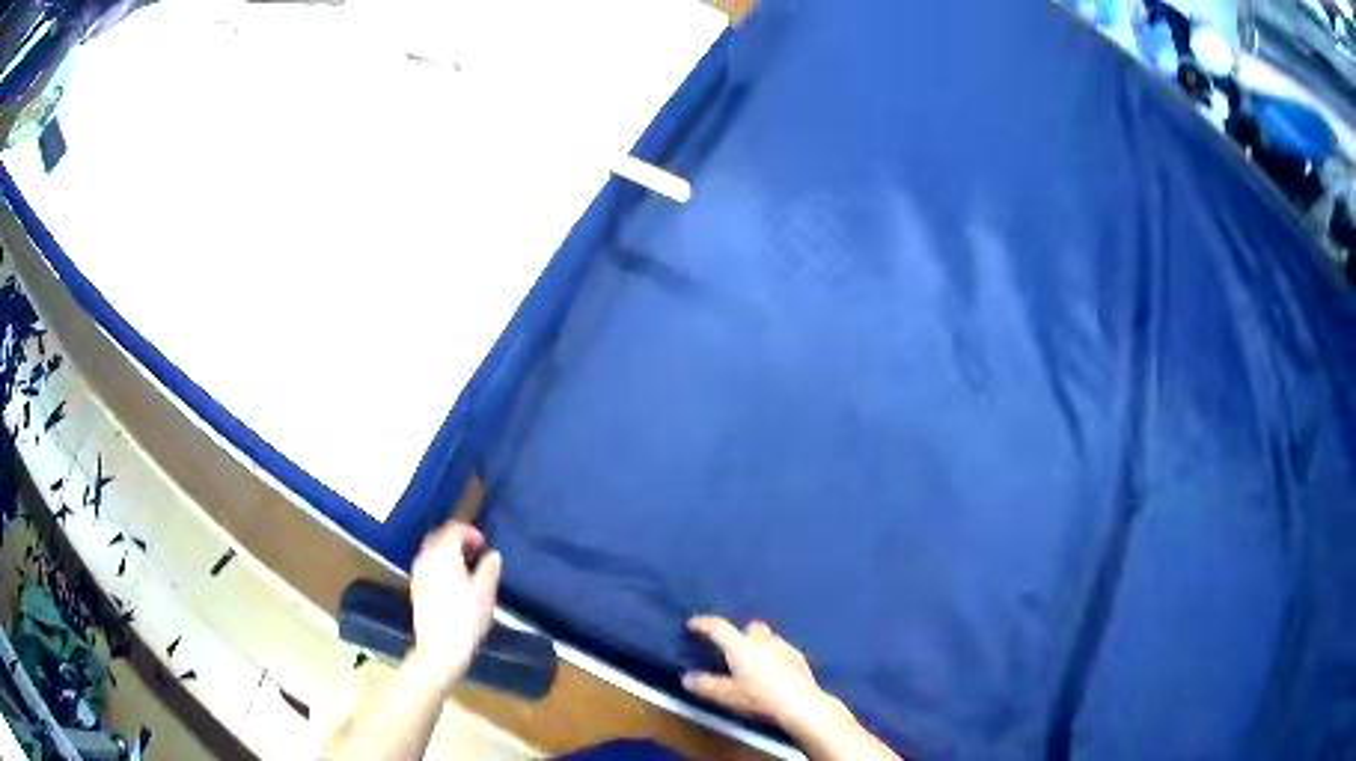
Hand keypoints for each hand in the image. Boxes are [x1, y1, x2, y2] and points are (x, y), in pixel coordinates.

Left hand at [407, 522, 501, 689]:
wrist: (440, 648)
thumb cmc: (466, 618)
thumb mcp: (485, 592)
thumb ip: (489, 569)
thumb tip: (492, 556)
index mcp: (443, 553)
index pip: (453, 530)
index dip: (470, 532)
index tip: (484, 544)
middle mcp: (426, 558)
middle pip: (438, 537)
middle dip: (456, 540)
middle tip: (475, 551)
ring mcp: (418, 574)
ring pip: (431, 552)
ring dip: (447, 553)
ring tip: (467, 568)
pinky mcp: (416, 589)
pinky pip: (428, 566)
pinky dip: (440, 565)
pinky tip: (454, 583)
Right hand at [682, 616, 838, 732]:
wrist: (800, 703)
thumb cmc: (759, 697)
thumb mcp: (727, 695)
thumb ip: (705, 685)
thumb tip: (686, 678)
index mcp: (741, 646)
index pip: (718, 627)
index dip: (703, 623)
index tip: (692, 623)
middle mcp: (762, 640)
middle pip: (749, 627)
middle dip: (740, 634)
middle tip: (732, 650)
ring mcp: (783, 646)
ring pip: (767, 637)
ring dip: (758, 645)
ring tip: (753, 663)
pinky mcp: (798, 656)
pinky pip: (781, 649)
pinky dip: (773, 655)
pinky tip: (773, 671)